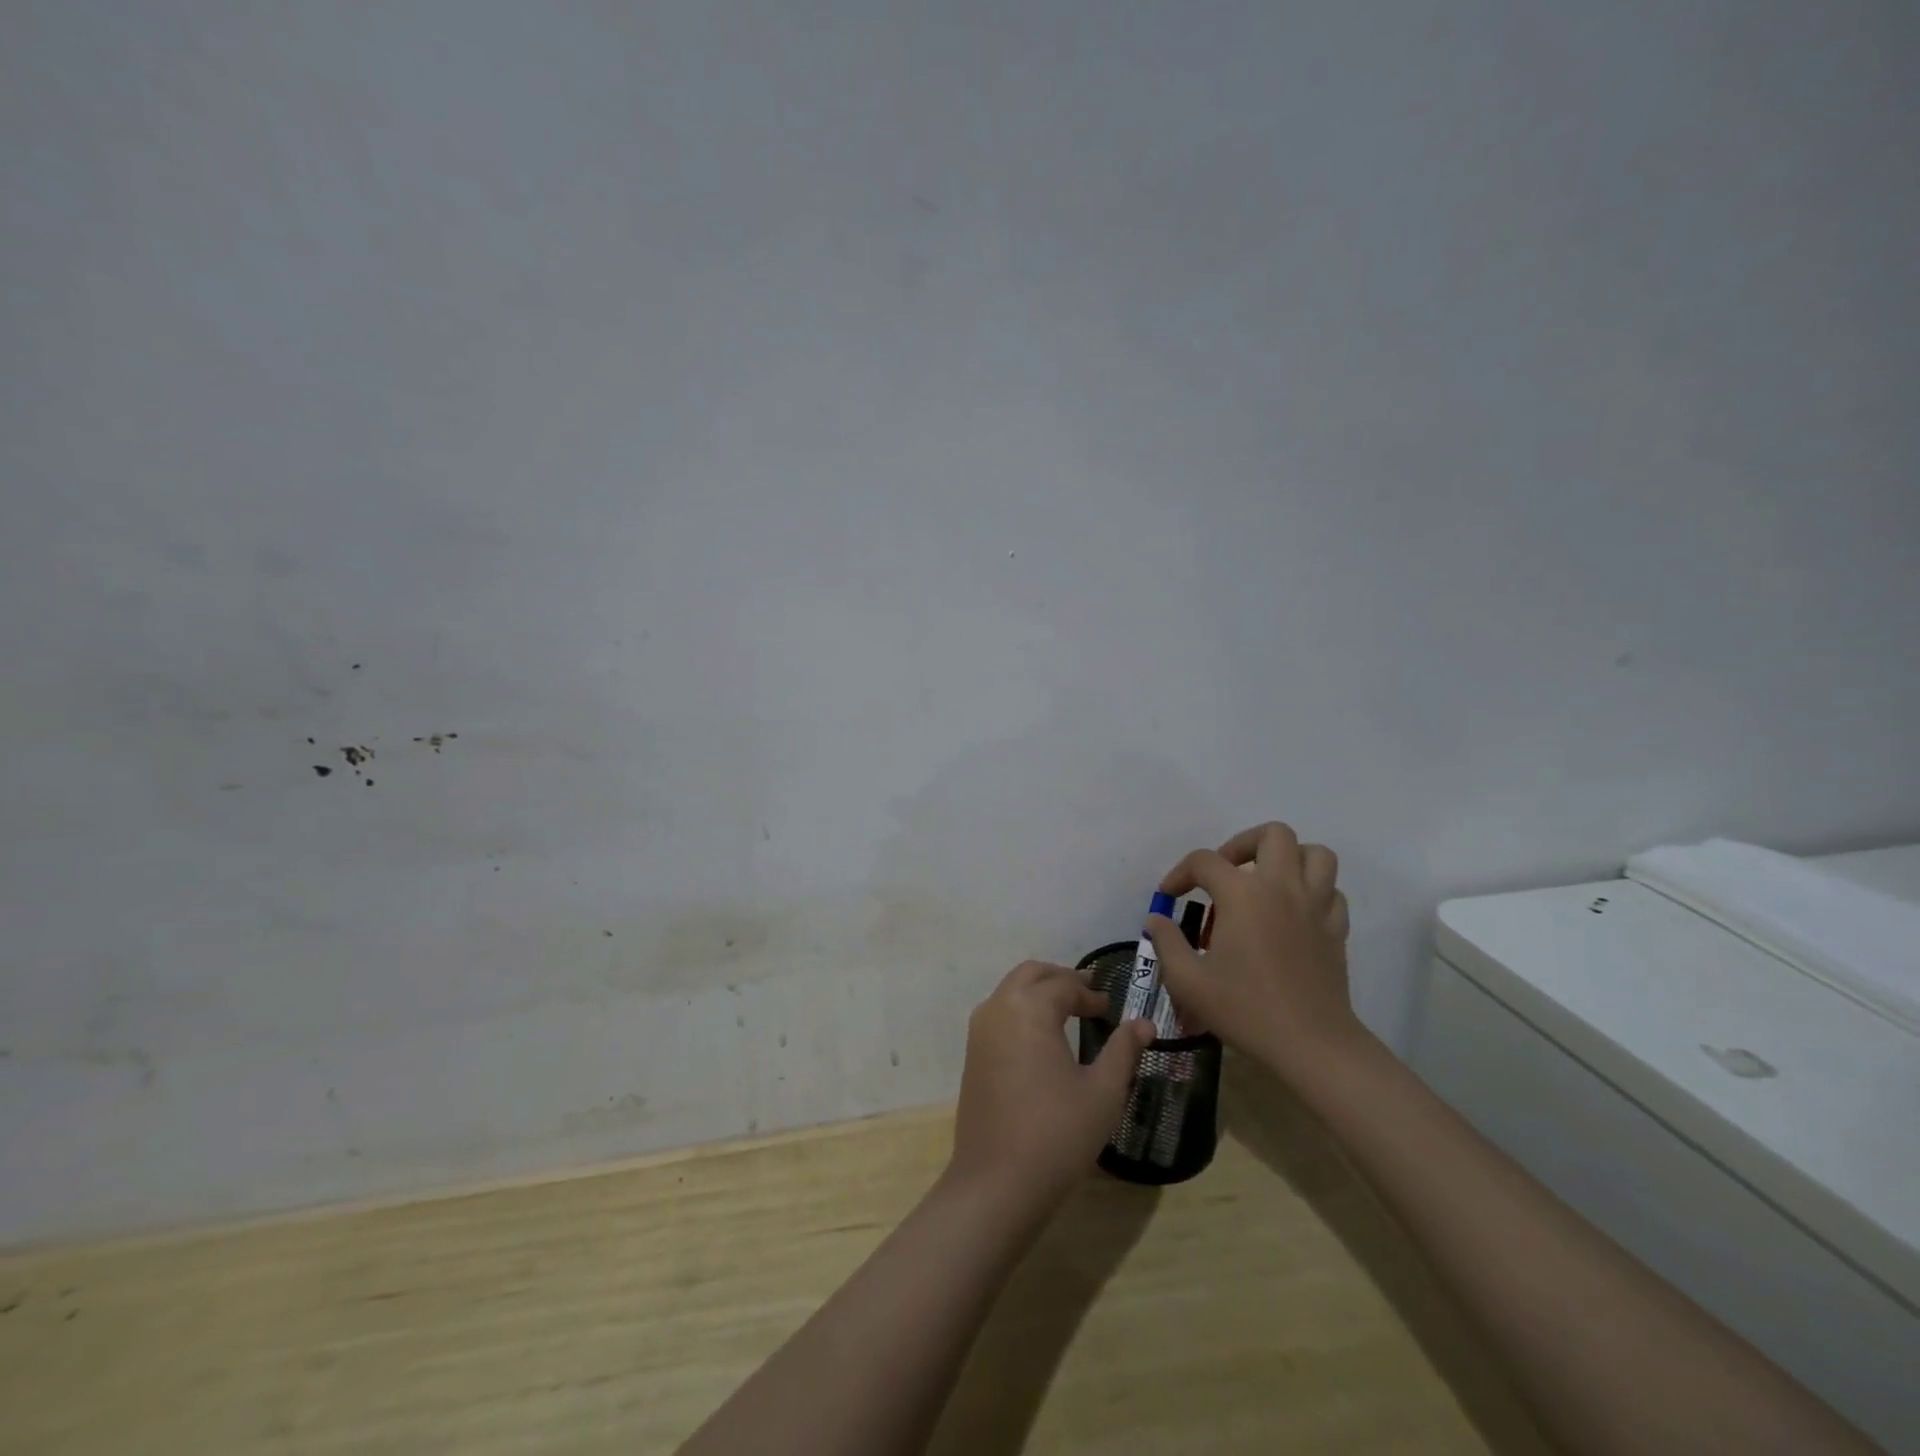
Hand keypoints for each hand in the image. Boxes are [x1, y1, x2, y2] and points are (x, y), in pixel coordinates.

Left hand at [947, 961, 1154, 1216]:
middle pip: (1031, 974)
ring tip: (1067, 1009)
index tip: (1110, 1008)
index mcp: (1030, 1008)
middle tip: (1088, 993)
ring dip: (1038, 990)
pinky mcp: (972, 1053)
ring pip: (1010, 990)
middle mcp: (999, 1008)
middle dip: (1060, 978)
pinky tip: (1041, 1035)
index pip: (1064, 985)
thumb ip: (1123, 1050)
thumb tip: (1144, 1024)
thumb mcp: (1103, 1092)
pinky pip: (998, 1012)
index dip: (1090, 993)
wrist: (997, 1181)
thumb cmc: (1057, 1133)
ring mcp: (980, 1030)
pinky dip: (1020, 1008)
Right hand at [1146, 822, 1362, 1076]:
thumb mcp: (1188, 980)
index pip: (1204, 861)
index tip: (1169, 896)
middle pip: (1272, 835)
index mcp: (1243, 895)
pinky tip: (1293, 912)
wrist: (1311, 1045)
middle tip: (1225, 873)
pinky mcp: (1336, 928)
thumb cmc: (1245, 1009)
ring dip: (1288, 858)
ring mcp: (1316, 906)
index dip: (1180, 873)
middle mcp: (1282, 888)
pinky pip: (1331, 890)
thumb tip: (1155, 919)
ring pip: (1314, 853)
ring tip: (1265, 881)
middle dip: (1242, 844)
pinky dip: (1312, 890)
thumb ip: (1166, 942)